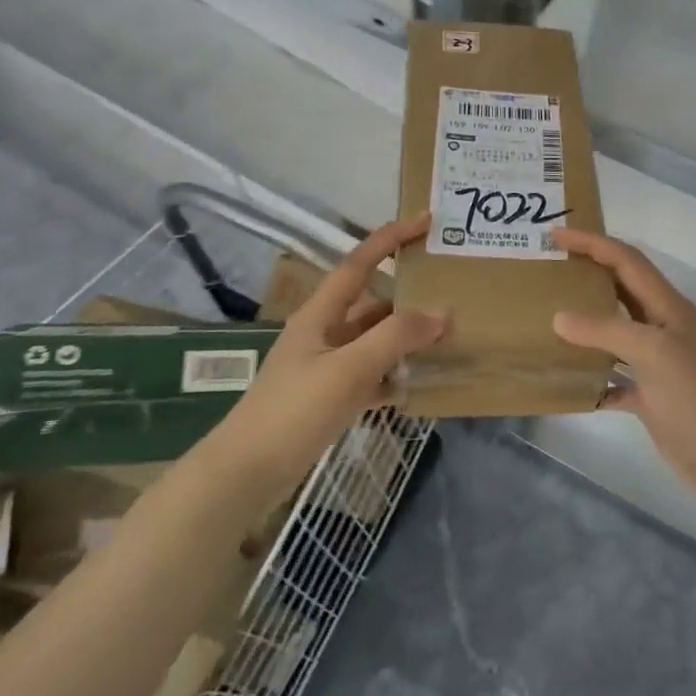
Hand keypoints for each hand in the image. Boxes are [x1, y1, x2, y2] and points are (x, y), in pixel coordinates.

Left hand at [229, 214, 446, 448]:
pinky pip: (371, 376)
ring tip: (446, 337)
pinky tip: (417, 385)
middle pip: (372, 303)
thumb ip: (395, 338)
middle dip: (408, 296)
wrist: (247, 473)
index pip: (359, 263)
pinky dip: (393, 376)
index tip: (425, 222)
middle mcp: (323, 333)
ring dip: (405, 339)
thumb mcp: (348, 369)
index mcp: (320, 314)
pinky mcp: (330, 397)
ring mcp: (326, 366)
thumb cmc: (294, 410)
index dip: (390, 238)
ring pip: (374, 341)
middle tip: (449, 290)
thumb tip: (441, 314)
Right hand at [551, 229, 695, 504]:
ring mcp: (656, 361)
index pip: (626, 260)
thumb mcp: (652, 352)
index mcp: (667, 306)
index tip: (555, 234)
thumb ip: (605, 330)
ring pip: (615, 330)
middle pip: (620, 288)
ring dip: (586, 322)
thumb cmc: (694, 395)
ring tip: (548, 314)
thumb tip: (559, 318)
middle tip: (548, 268)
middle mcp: (661, 326)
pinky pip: (613, 375)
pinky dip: (591, 374)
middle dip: (588, 273)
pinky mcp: (650, 393)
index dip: (592, 243)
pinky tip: (565, 379)